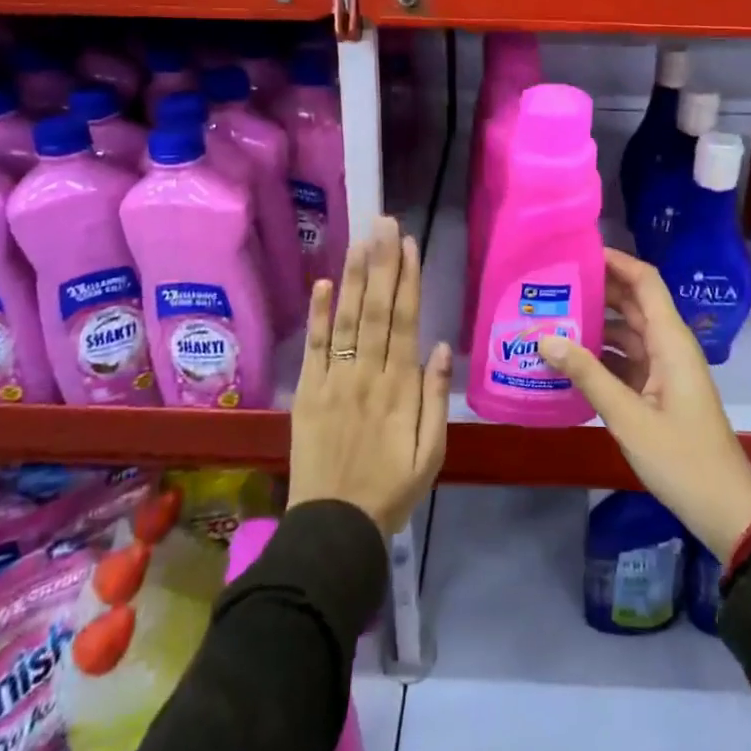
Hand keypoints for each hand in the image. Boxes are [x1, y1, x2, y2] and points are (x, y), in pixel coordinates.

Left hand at [289, 217, 451, 536]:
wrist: (335, 527)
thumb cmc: (392, 489)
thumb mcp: (433, 452)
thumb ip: (436, 397)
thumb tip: (442, 346)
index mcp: (401, 388)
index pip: (406, 321)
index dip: (407, 280)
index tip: (409, 245)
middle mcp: (367, 374)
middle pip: (376, 310)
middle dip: (382, 263)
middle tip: (383, 223)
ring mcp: (334, 381)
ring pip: (346, 320)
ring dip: (354, 277)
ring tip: (360, 240)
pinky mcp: (308, 393)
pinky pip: (313, 348)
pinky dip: (318, 315)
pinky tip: (322, 284)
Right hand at [539, 249, 750, 561]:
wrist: (723, 508)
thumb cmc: (682, 458)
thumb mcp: (629, 417)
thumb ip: (588, 375)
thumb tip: (546, 339)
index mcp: (671, 341)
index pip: (645, 282)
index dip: (616, 261)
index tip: (578, 251)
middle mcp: (669, 346)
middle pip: (632, 303)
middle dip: (596, 290)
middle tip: (551, 283)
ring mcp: (664, 370)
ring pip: (626, 333)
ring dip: (594, 325)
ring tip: (550, 317)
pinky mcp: (658, 392)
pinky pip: (626, 361)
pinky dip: (600, 356)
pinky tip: (567, 361)